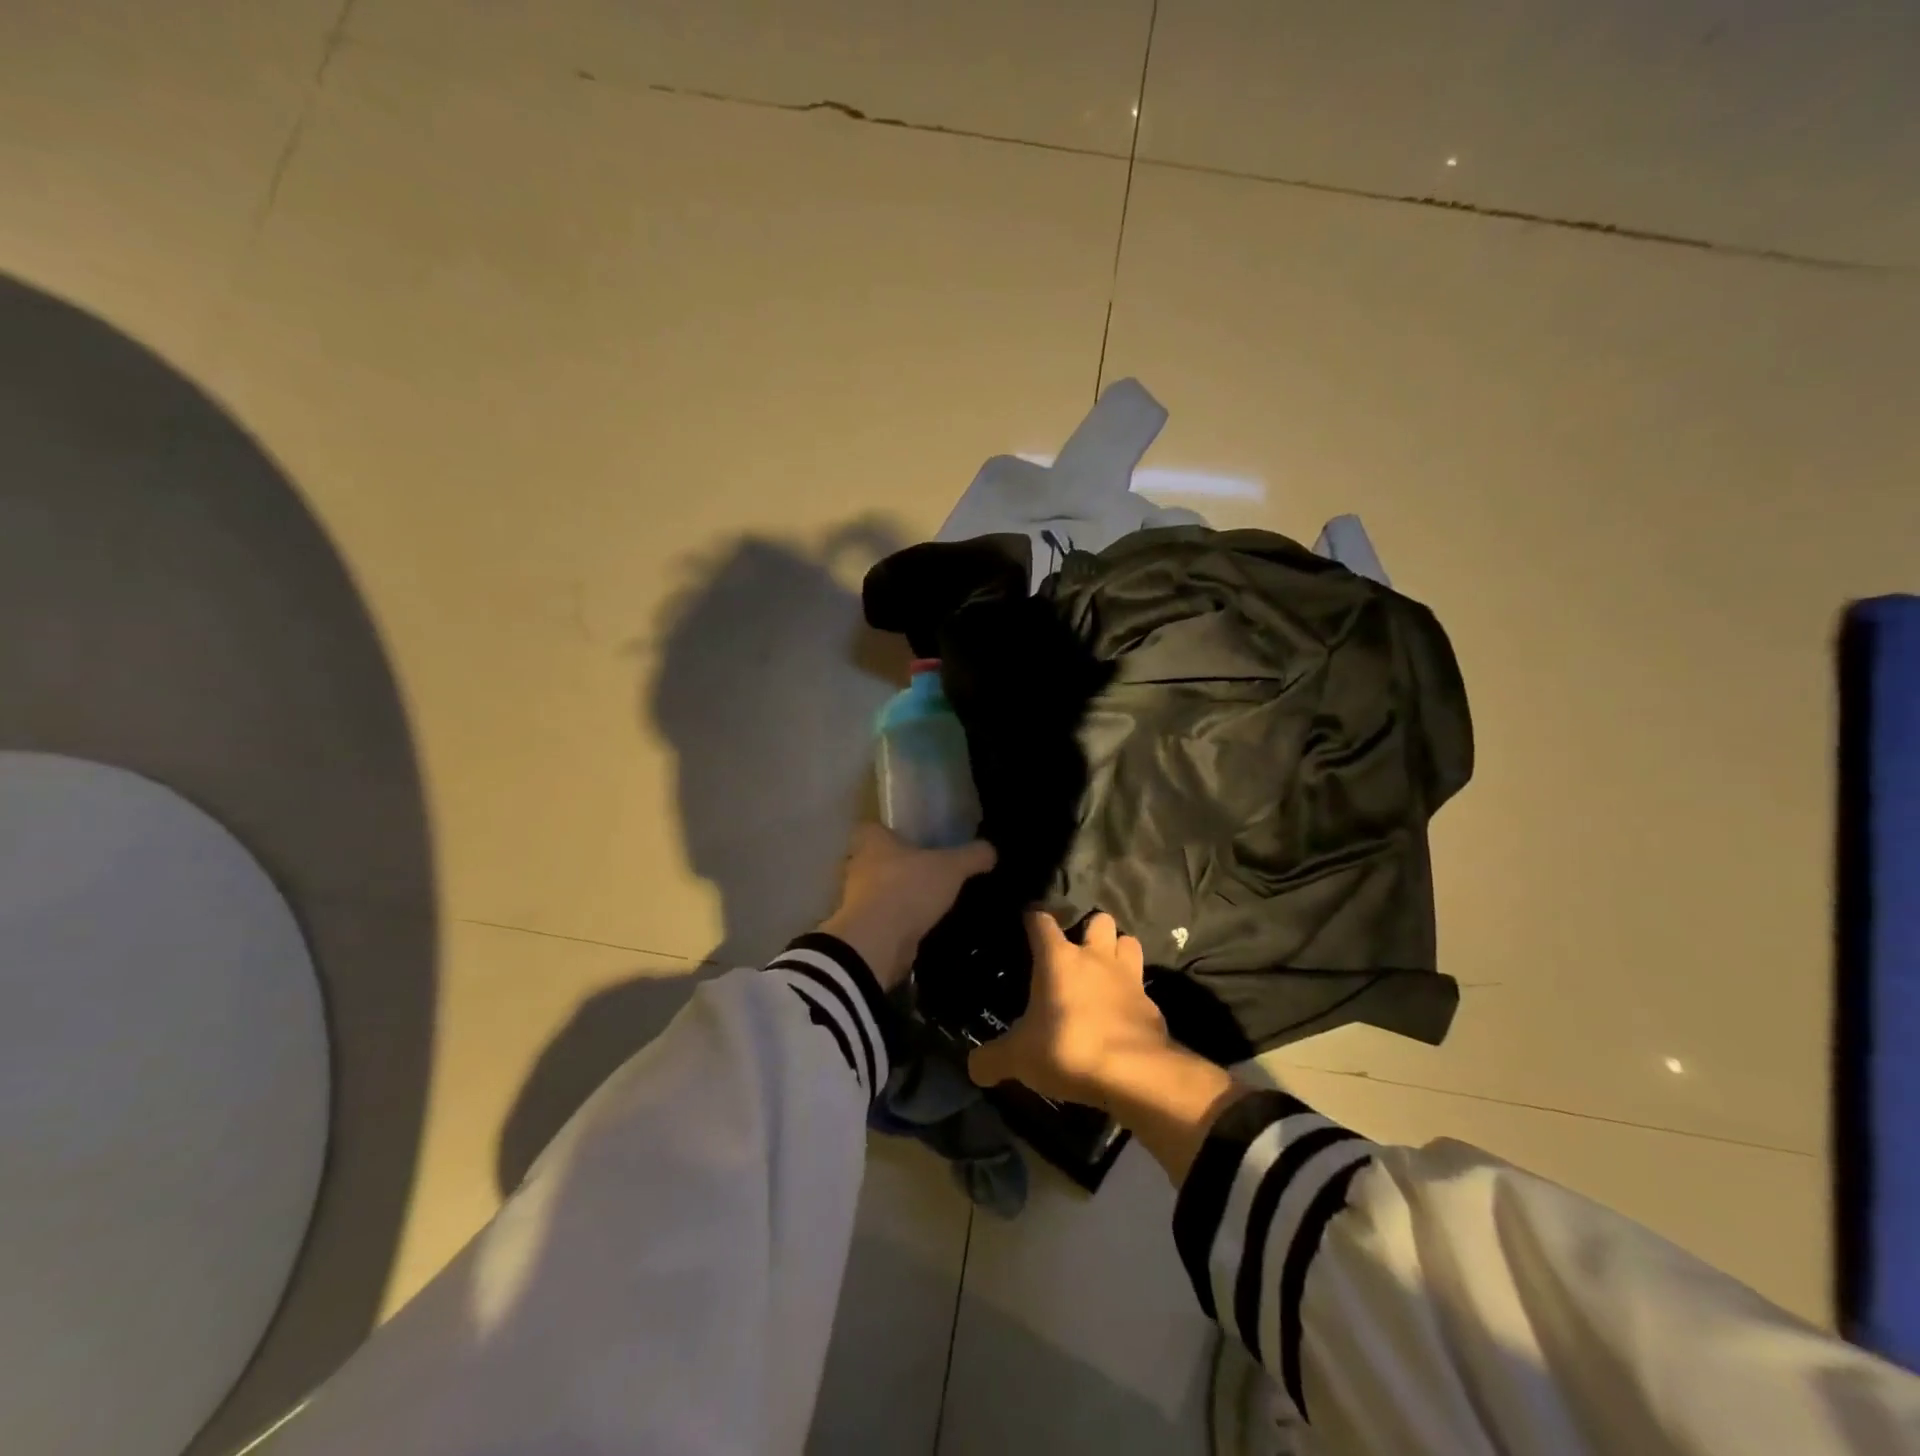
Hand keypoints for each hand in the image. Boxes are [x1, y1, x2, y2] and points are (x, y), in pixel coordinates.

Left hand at [818, 823, 995, 989]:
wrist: (877, 942)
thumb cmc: (908, 888)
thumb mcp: (950, 867)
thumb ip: (972, 856)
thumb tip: (991, 850)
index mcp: (871, 840)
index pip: (872, 827)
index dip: (889, 831)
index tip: (911, 838)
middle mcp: (858, 865)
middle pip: (876, 859)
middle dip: (898, 865)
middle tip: (928, 869)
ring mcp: (856, 899)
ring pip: (879, 890)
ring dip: (899, 895)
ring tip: (930, 900)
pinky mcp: (863, 928)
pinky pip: (884, 918)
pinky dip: (899, 922)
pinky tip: (923, 925)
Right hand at [970, 909, 1249, 1184]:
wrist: (1134, 1073)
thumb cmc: (1068, 1048)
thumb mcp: (1019, 1058)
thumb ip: (992, 1059)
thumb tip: (973, 1068)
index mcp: (1059, 958)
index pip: (1041, 921)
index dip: (1033, 919)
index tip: (1026, 922)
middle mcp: (1096, 958)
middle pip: (1099, 920)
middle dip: (1090, 928)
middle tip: (1077, 950)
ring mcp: (1129, 978)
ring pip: (1128, 943)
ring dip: (1118, 951)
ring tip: (1106, 970)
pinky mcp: (1152, 1005)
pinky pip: (1143, 988)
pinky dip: (1133, 995)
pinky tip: (1123, 1012)